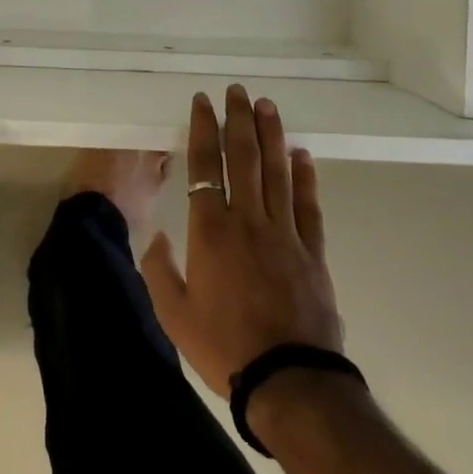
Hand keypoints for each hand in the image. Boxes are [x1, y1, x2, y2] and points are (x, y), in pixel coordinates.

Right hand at [141, 85, 343, 397]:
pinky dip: (305, 177)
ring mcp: (284, 234)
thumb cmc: (224, 347)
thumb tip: (160, 237)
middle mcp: (247, 220)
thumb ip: (160, 270)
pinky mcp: (312, 252)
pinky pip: (308, 206)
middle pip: (243, 157)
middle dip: (238, 120)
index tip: (203, 102)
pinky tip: (302, 154)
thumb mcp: (174, 314)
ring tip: (266, 105)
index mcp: (210, 230)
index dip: (202, 129)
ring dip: (271, 135)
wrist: (289, 383)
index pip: (204, 165)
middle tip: (237, 90)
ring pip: (276, 172)